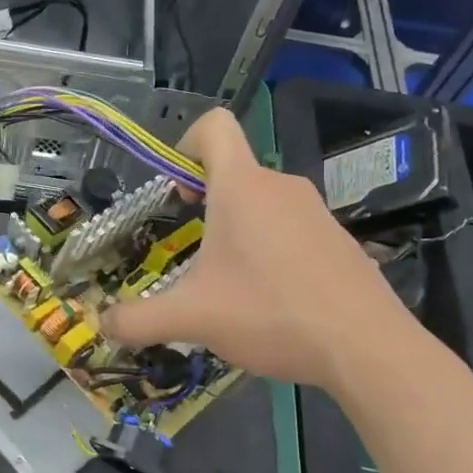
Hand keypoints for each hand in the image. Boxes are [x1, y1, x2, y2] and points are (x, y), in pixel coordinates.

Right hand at [102, 109, 409, 388]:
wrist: (367, 347)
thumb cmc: (270, 314)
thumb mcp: (192, 319)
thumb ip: (138, 320)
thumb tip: (105, 324)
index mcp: (242, 187)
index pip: (214, 126)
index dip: (185, 143)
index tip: (174, 190)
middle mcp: (281, 187)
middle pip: (233, 171)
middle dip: (204, 202)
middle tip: (191, 249)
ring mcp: (316, 212)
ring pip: (262, 202)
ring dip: (237, 230)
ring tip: (229, 283)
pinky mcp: (338, 240)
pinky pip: (290, 228)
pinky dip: (270, 249)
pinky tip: (270, 299)